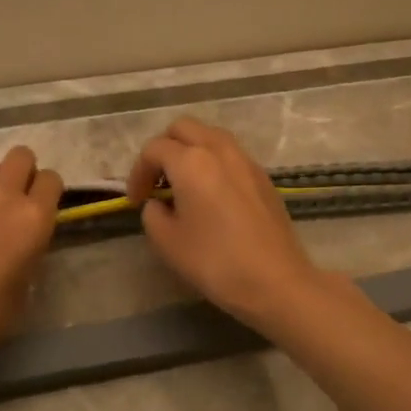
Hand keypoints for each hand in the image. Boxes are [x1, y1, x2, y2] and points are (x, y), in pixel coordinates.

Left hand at [0, 146, 63, 373]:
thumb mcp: (24, 286)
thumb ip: (29, 249)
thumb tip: (21, 238)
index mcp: (34, 218)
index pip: (52, 180)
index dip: (47, 194)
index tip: (40, 210)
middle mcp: (3, 193)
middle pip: (21, 156)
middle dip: (22, 174)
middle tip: (12, 202)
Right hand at [125, 117, 326, 329]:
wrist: (275, 281)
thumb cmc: (215, 261)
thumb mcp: (167, 242)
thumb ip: (153, 214)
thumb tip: (159, 204)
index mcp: (191, 162)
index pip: (154, 149)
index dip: (137, 172)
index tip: (135, 201)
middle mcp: (219, 150)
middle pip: (183, 128)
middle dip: (164, 149)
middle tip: (157, 182)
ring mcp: (246, 160)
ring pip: (210, 137)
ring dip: (190, 152)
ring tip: (183, 186)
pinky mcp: (263, 177)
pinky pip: (230, 155)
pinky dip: (213, 163)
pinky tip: (211, 196)